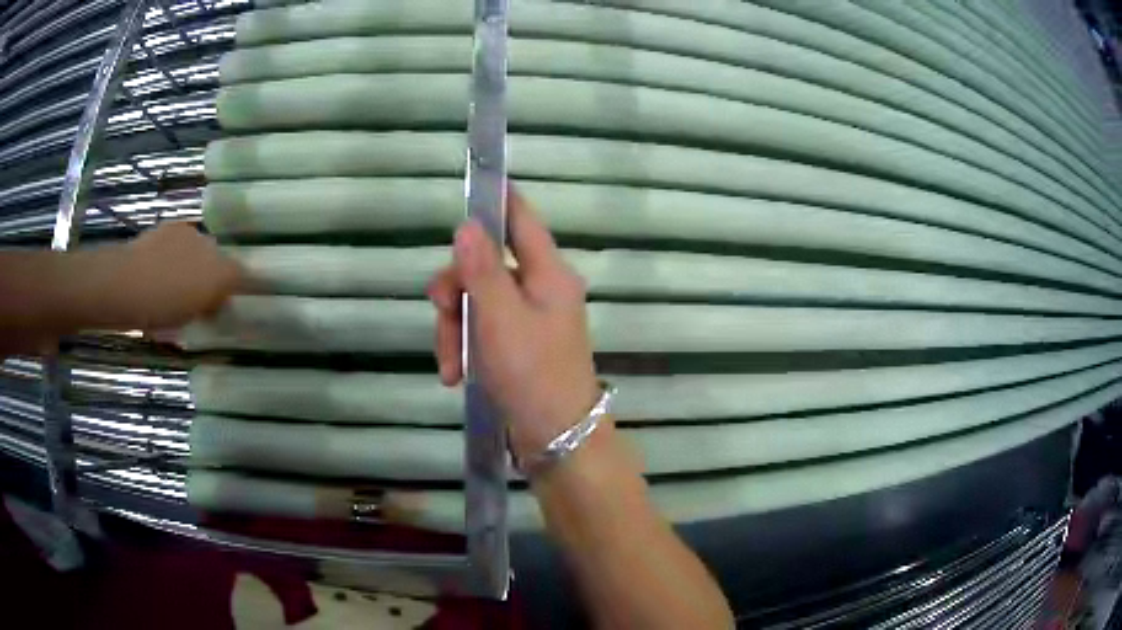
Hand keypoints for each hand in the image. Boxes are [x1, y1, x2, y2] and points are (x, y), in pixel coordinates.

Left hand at [104, 223, 241, 329]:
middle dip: (212, 273)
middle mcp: (211, 246)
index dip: (236, 288)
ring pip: (199, 248)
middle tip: (198, 296)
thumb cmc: (160, 310)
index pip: (241, 275)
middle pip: (219, 258)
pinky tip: (160, 269)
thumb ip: (208, 307)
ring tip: (175, 283)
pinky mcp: (169, 227)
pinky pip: (179, 240)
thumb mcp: (190, 319)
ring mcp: (189, 233)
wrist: (125, 283)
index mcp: (221, 272)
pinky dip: (175, 252)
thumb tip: (217, 301)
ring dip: (192, 262)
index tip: (225, 304)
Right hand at [426, 186, 600, 459]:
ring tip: (450, 366)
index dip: (497, 200)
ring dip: (454, 329)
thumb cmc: (532, 374)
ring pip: (476, 301)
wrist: (556, 438)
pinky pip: (481, 330)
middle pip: (485, 265)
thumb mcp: (500, 318)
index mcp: (548, 273)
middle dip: (455, 290)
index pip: (522, 219)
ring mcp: (528, 319)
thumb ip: (483, 270)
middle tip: (440, 312)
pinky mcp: (516, 345)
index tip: (471, 185)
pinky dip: (464, 347)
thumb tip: (468, 224)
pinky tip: (455, 375)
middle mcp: (541, 289)